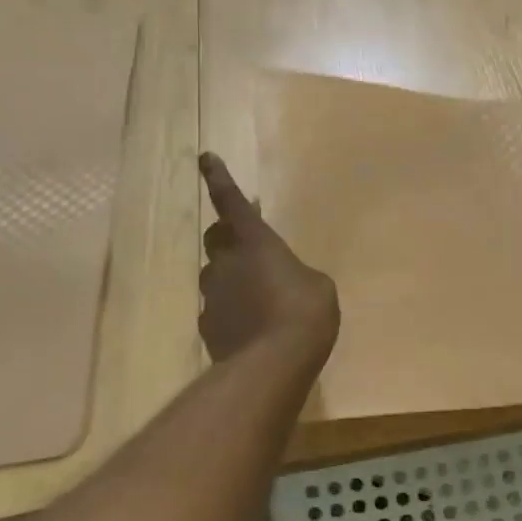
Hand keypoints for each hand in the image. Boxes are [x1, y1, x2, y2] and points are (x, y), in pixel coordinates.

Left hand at [198, 152, 339, 362]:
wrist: (273, 363)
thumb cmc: (304, 312)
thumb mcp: (317, 285)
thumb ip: (296, 274)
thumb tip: (285, 280)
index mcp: (256, 242)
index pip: (231, 202)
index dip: (218, 178)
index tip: (204, 157)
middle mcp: (227, 262)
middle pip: (216, 238)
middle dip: (227, 236)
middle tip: (246, 246)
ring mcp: (213, 295)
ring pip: (215, 275)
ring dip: (230, 277)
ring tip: (256, 297)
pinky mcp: (208, 326)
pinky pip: (217, 308)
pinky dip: (230, 310)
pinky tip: (250, 327)